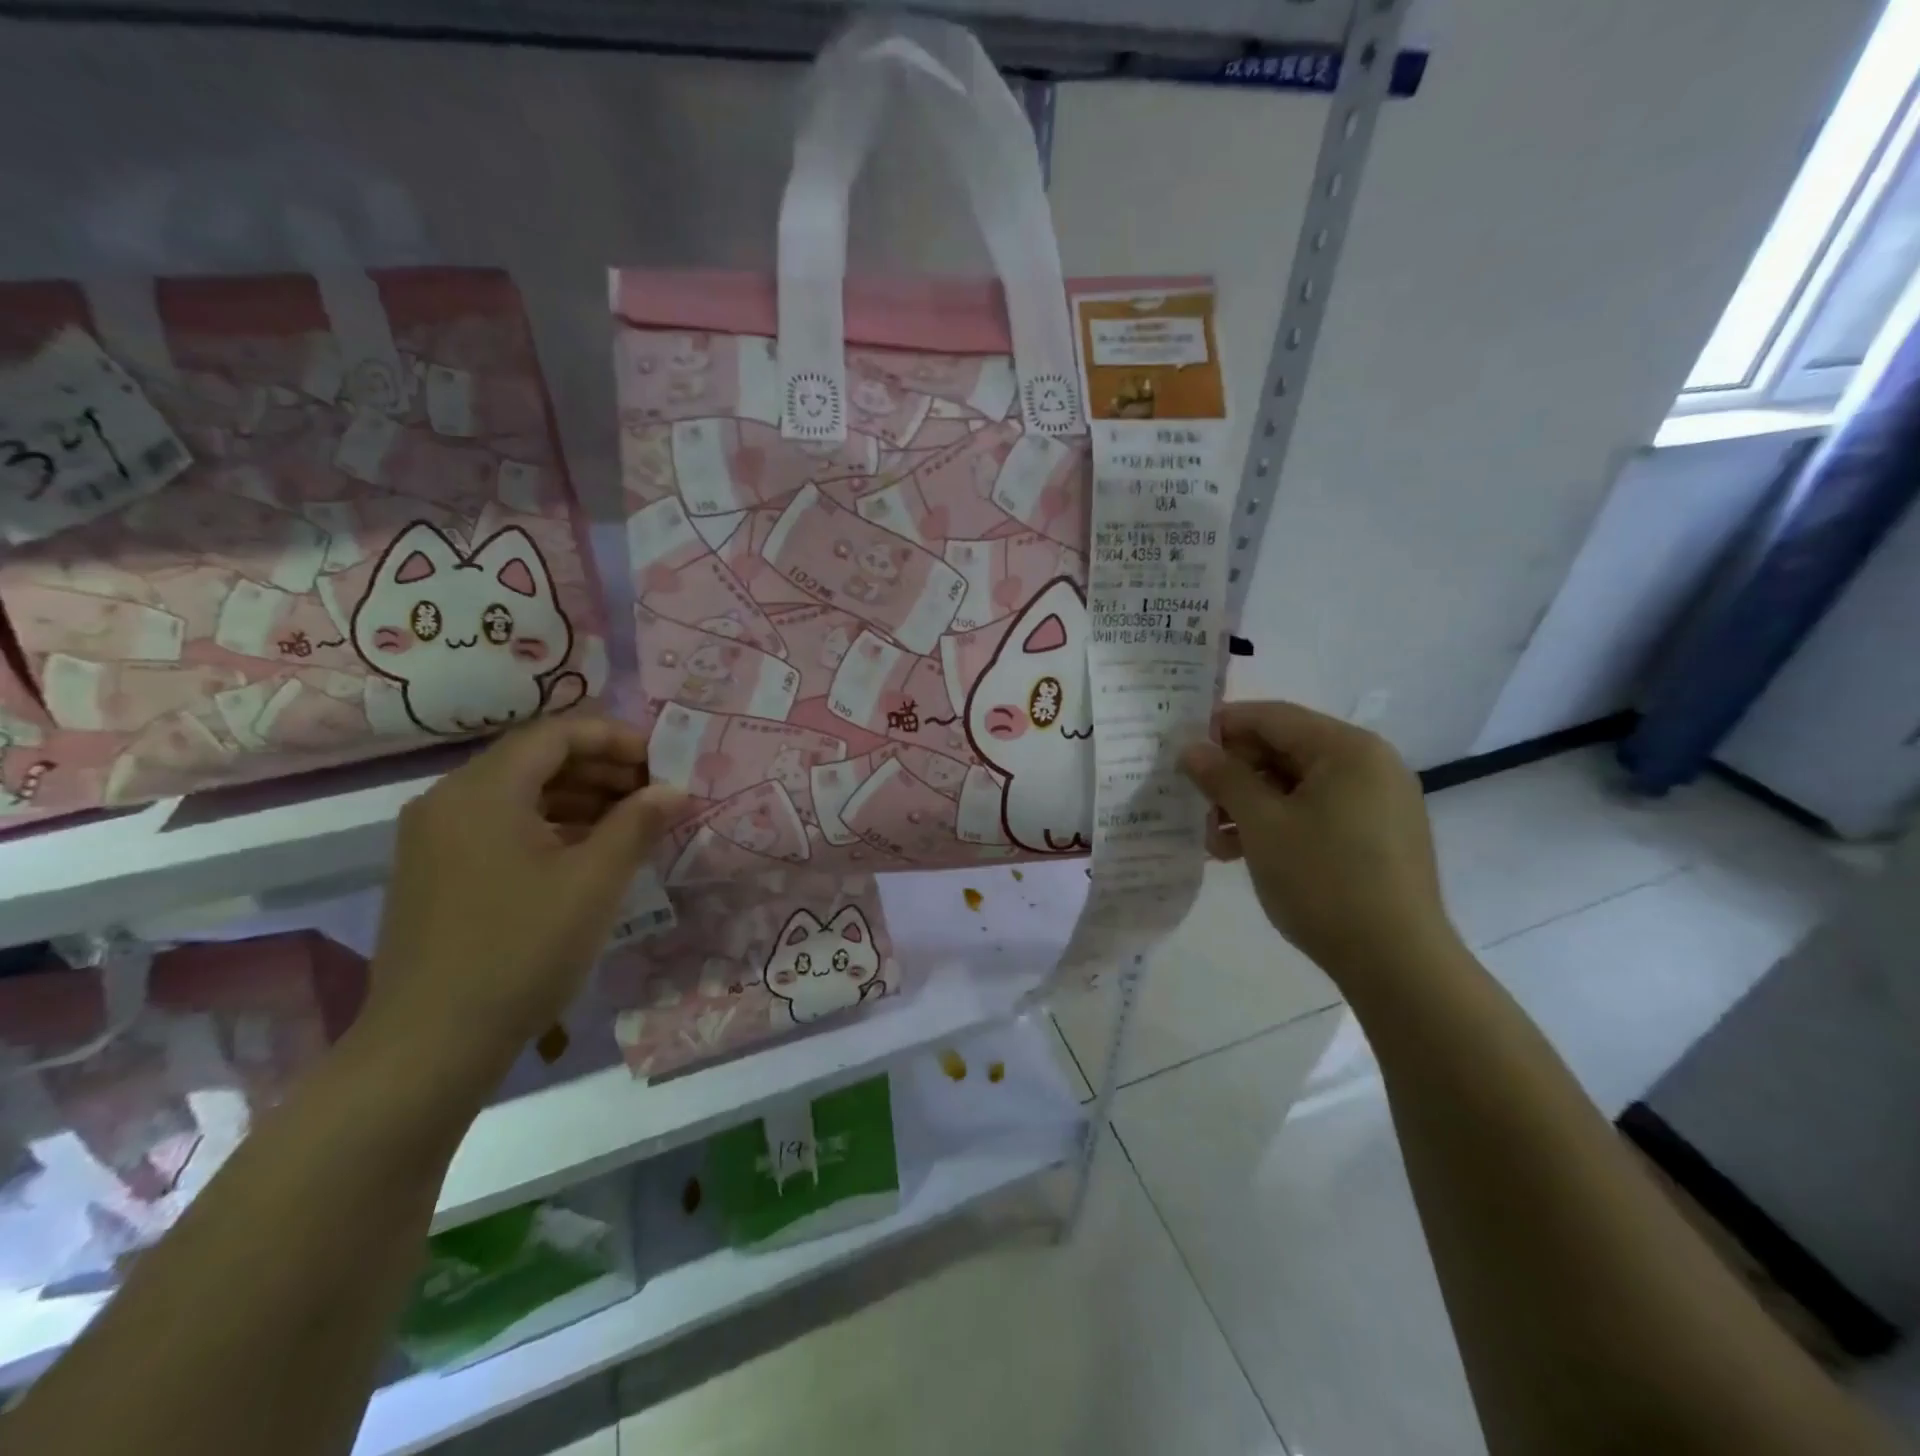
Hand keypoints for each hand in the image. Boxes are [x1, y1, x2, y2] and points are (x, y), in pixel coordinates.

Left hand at [362, 716, 684, 1079]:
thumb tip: (673, 790)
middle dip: (601, 768)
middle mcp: (449, 801)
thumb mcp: (595, 882)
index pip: (556, 734)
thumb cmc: (522, 951)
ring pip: (518, 793)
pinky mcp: (436, 871)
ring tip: (631, 821)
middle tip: (653, 792)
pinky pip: (500, 825)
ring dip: (579, 797)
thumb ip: (637, 824)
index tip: (661, 762)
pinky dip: (549, 825)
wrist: (431, 1044)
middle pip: (535, 759)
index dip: (615, 738)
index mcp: (482, 791)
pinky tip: (588, 852)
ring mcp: (435, 838)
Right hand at [1179, 700, 1461, 986]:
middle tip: (1194, 801)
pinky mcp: (1378, 836)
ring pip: (1297, 785)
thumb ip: (1223, 778)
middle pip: (1285, 750)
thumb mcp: (1261, 824)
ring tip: (1215, 840)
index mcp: (1348, 748)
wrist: (1397, 963)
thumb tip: (1191, 748)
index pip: (1272, 717)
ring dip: (1250, 804)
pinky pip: (1318, 812)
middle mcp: (1369, 765)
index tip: (1181, 747)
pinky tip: (1245, 852)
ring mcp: (1378, 802)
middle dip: (1234, 775)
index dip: (1222, 727)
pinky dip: (1279, 824)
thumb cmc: (1323, 880)